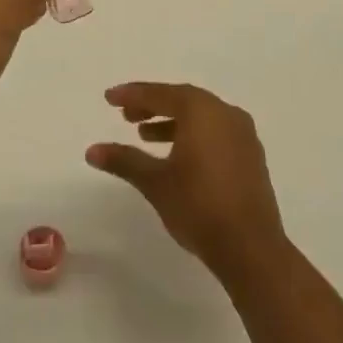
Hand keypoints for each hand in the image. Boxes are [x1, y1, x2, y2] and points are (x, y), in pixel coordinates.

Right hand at [86, 82, 286, 282]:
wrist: (251, 248)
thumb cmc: (199, 207)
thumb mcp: (155, 182)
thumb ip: (124, 160)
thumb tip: (91, 150)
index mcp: (202, 111)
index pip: (161, 94)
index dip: (133, 95)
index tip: (109, 98)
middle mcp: (225, 113)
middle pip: (183, 100)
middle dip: (152, 105)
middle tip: (126, 116)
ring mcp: (243, 134)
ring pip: (201, 117)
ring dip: (172, 122)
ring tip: (145, 137)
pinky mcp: (251, 156)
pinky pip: (216, 132)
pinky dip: (193, 135)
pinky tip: (177, 156)